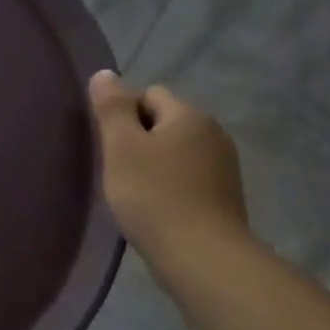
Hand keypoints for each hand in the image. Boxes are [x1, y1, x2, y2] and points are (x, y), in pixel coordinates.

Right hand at [88, 71, 250, 265]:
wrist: (201, 255)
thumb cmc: (153, 195)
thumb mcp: (121, 147)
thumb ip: (112, 108)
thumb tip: (105, 74)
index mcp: (189, 116)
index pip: (149, 94)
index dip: (124, 114)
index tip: (109, 145)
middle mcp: (213, 133)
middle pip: (164, 121)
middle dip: (138, 139)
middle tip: (117, 169)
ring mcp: (224, 166)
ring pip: (176, 150)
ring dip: (153, 163)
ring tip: (134, 192)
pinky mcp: (224, 195)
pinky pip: (187, 176)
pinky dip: (169, 185)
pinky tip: (155, 207)